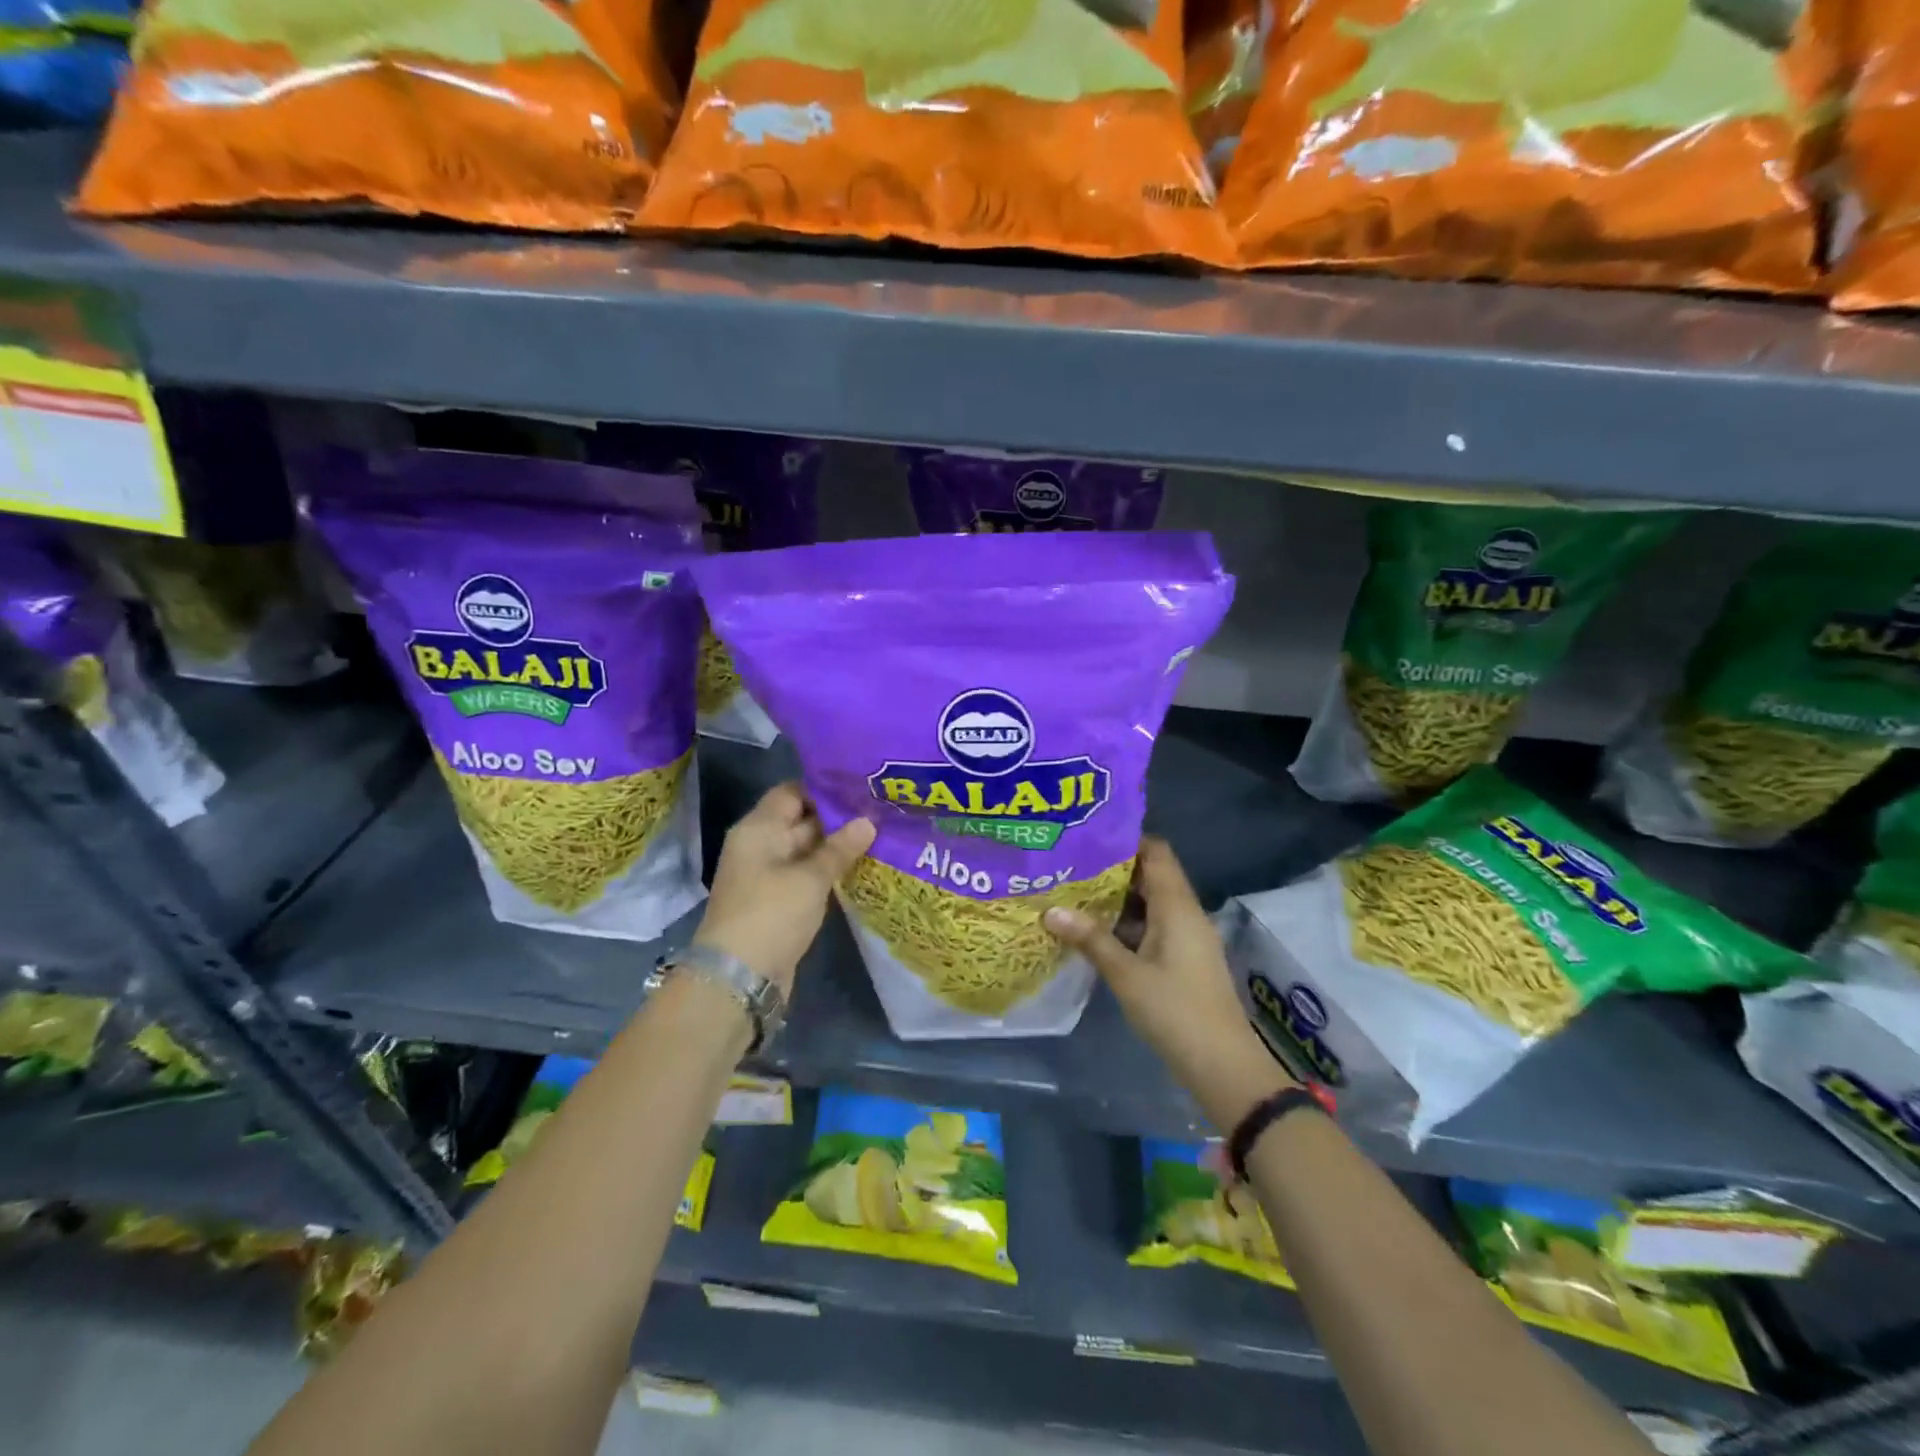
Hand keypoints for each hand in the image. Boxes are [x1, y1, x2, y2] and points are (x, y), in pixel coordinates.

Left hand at [693, 783, 874, 995]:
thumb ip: (839, 848)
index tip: (860, 788)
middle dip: (837, 817)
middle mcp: (761, 846)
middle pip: (800, 820)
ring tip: (879, 834)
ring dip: (837, 846)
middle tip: (879, 810)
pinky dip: (829, 871)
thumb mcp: (810, 878)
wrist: (739, 977)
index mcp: (758, 829)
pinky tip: (862, 866)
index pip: (791, 793)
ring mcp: (768, 875)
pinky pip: (806, 875)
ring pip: (807, 850)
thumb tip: (868, 822)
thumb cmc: (771, 914)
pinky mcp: (779, 901)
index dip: (824, 788)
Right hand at [1044, 837, 1294, 1110]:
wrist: (1222, 1064)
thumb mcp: (1126, 974)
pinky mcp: (1184, 959)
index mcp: (1177, 906)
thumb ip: (1091, 939)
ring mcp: (1187, 937)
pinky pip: (1153, 925)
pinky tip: (1095, 931)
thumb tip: (1051, 910)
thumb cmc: (1175, 1011)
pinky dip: (1126, 922)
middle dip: (1113, 869)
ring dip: (1117, 898)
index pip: (1156, 852)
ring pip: (1150, 902)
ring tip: (1074, 892)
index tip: (1087, 837)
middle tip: (1071, 864)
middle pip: (1151, 875)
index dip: (1126, 840)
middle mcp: (1185, 913)